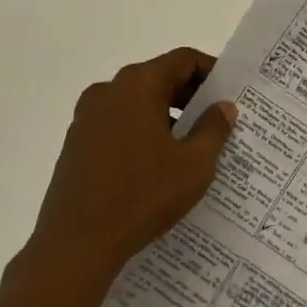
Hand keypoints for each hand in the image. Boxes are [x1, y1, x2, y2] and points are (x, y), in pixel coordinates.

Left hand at [20, 48, 236, 294]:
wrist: (75, 246)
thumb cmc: (142, 196)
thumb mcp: (194, 164)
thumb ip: (214, 128)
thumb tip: (223, 107)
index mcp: (137, 85)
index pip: (183, 60)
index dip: (212, 71)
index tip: (232, 93)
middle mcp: (108, 91)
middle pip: (159, 78)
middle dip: (191, 97)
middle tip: (219, 121)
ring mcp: (87, 118)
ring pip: (138, 103)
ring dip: (167, 117)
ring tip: (192, 146)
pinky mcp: (76, 144)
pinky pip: (119, 125)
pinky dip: (143, 133)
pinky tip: (158, 165)